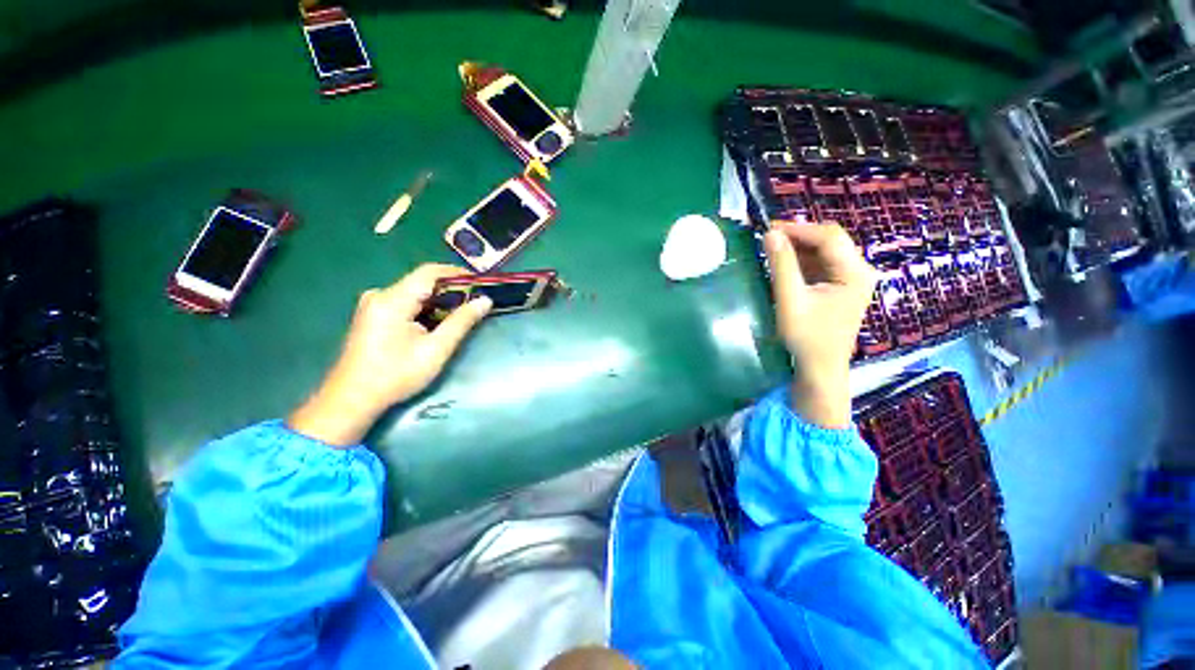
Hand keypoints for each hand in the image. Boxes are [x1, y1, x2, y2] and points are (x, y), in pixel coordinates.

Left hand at [288, 264, 491, 445]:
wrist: (352, 399)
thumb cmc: (396, 375)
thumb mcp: (436, 349)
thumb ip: (462, 321)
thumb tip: (485, 300)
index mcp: (392, 299)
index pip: (429, 272)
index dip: (458, 273)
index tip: (481, 282)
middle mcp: (380, 295)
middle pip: (422, 282)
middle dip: (451, 290)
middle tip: (476, 301)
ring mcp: (373, 305)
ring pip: (415, 293)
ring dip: (439, 301)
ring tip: (462, 313)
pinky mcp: (372, 315)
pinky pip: (405, 303)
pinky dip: (425, 309)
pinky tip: (437, 323)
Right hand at [763, 222, 876, 427]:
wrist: (820, 367)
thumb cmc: (807, 337)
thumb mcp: (790, 300)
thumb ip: (782, 266)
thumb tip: (770, 234)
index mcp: (855, 273)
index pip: (829, 237)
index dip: (798, 229)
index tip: (768, 229)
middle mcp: (859, 270)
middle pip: (829, 241)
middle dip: (798, 237)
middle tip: (768, 239)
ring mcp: (852, 279)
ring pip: (824, 251)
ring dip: (799, 248)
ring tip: (772, 250)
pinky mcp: (841, 287)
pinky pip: (821, 264)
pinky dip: (802, 261)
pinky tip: (784, 265)